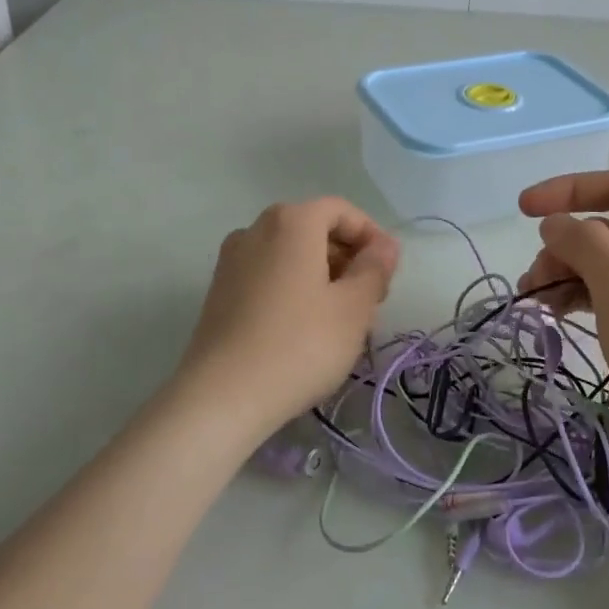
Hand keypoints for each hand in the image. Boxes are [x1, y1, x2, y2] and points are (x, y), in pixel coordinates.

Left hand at [172, 198, 399, 437]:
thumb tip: (384, 246)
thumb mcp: (354, 308)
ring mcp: (232, 260)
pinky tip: (306, 328)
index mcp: (292, 221)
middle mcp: (257, 229)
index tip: (388, 273)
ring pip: (291, 254)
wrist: (221, 397)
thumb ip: (375, 269)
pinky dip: (294, 288)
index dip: (372, 236)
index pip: (342, 211)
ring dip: (323, 275)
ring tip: (342, 318)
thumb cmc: (299, 345)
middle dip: (348, 257)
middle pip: (314, 229)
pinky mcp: (219, 291)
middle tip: (371, 299)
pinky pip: (268, 275)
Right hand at [518, 172, 608, 469]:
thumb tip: (554, 224)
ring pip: (604, 264)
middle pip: (605, 229)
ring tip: (537, 304)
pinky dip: (582, 298)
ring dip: (567, 275)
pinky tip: (559, 315)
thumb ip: (584, 244)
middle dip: (562, 247)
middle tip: (531, 284)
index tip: (521, 211)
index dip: (564, 192)